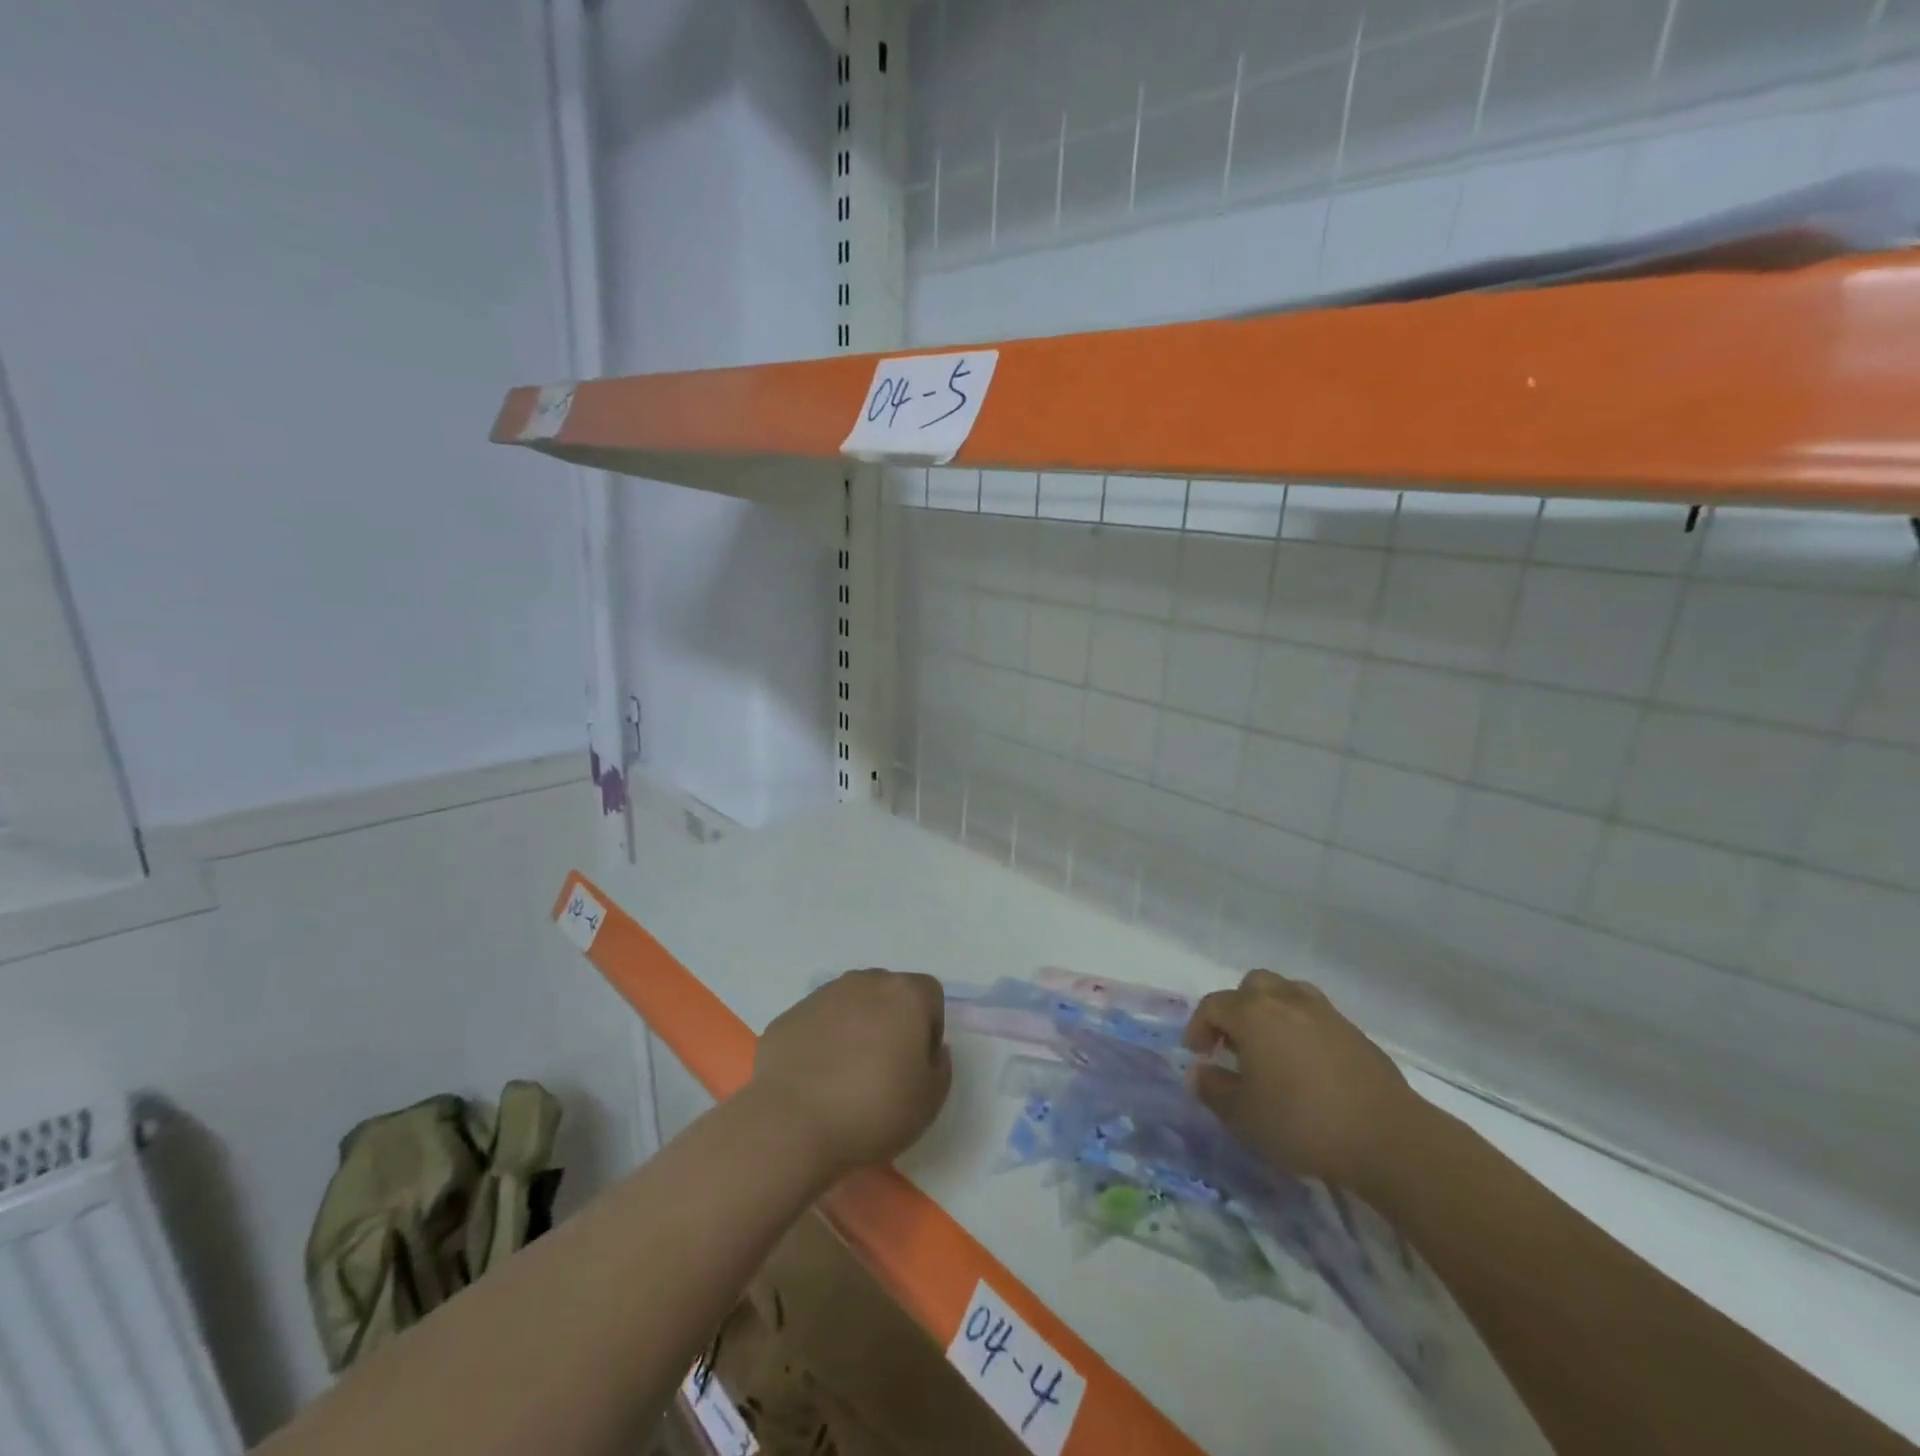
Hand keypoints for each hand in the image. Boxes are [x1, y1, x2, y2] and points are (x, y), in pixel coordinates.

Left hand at [749, 969, 952, 1177]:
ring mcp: (823, 995)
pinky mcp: (789, 1014)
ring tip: (846, 1074)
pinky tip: (815, 1078)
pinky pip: (818, 1022)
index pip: (930, 995)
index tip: (917, 1064)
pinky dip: (822, 1040)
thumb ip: (941, 1067)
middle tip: (884, 1068)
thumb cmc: (873, 1110)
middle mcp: (865, 982)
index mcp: (904, 994)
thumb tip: (931, 1050)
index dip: (929, 1028)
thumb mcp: (930, 1101)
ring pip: (852, 1004)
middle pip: (889, 993)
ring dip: (856, 1028)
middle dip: (892, 1022)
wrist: (791, 1123)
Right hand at [1183, 969, 1419, 1194]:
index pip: (1213, 1005)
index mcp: (1253, 1013)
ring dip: (1272, 1012)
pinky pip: (1316, 1017)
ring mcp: (1325, 1013)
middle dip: (1237, 1010)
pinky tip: (1307, 1066)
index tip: (1198, 1056)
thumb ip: (1213, 1089)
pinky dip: (1302, 1029)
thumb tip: (1198, 1072)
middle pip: (1252, 986)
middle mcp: (1286, 1001)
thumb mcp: (1243, 1115)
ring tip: (1271, 1048)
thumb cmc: (1302, 1122)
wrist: (1387, 1138)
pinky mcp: (1355, 1033)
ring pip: (1288, 993)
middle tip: (1234, 1044)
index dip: (1199, 1027)